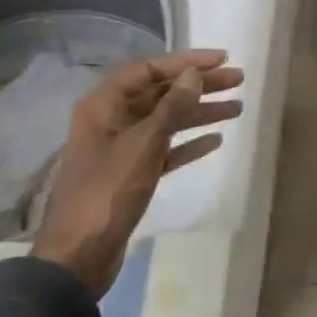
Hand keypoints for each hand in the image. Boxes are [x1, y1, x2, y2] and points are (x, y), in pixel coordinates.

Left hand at [31, 50, 243, 294]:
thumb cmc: (107, 193)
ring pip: (166, 121)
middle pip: (161, 93)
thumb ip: (171, 107)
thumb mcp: (143, 145)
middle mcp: (111, 119)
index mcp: (104, 105)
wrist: (78, 256)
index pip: (149, 69)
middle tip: (238, 80)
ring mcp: (121, 148)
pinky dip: (188, 143)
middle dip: (199, 85)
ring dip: (199, 113)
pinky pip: (165, 149)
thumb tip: (194, 75)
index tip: (222, 59)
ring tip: (237, 108)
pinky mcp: (131, 174)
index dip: (186, 61)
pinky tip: (215, 140)